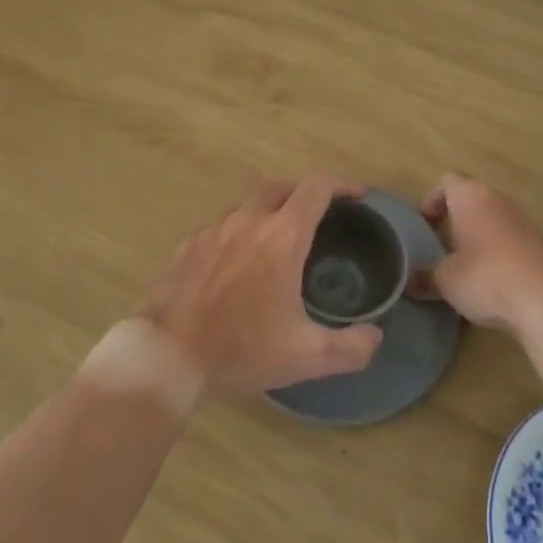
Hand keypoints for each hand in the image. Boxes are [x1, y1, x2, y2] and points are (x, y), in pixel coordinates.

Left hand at [139, 175, 383, 396]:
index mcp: (282, 237)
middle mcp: (248, 221)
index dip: (342, 184)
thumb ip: (351, 347)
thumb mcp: (306, 357)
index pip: (317, 188)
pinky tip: (235, 263)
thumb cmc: (241, 349)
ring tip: (276, 242)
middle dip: (304, 194)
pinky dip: (237, 233)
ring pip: (248, 206)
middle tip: (318, 217)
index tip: (358, 195)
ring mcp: (213, 230)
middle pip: (281, 188)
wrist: (167, 355)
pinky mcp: (187, 245)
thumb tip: (375, 336)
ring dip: (268, 213)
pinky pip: (220, 227)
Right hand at [417, 174, 542, 338]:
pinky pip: (513, 240)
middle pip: (472, 198)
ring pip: (494, 219)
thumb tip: (408, 281)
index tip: (426, 226)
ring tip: (467, 268)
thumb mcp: (446, 281)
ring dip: (480, 237)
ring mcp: (525, 220)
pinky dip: (501, 254)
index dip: (433, 200)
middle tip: (443, 249)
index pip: (447, 181)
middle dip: (457, 220)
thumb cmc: (487, 277)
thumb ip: (424, 277)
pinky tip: (495, 283)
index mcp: (471, 196)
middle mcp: (499, 199)